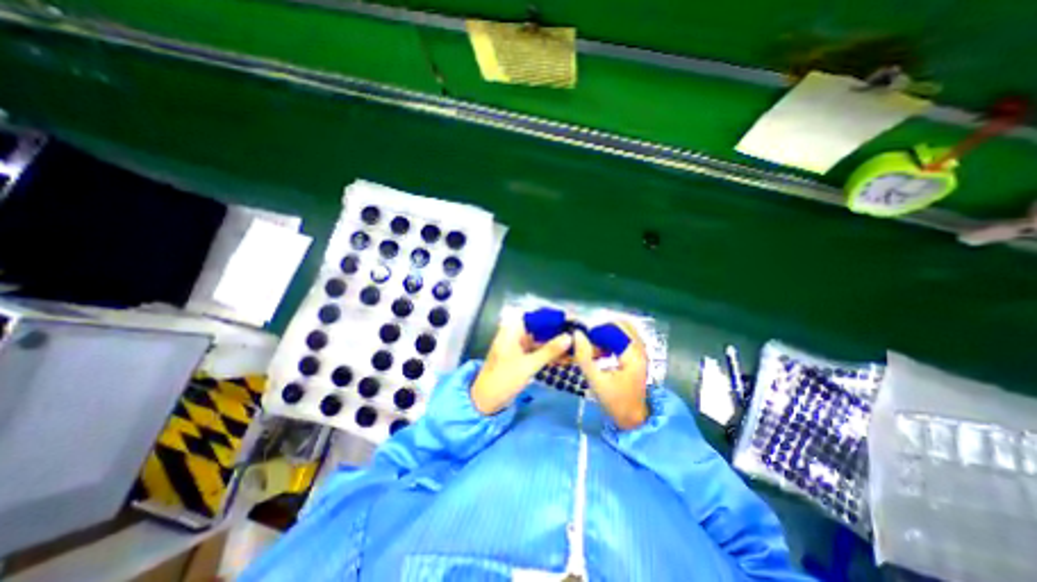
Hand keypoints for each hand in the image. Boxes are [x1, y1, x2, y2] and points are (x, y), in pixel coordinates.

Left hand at [473, 316, 575, 415]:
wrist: (486, 401)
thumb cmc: (503, 379)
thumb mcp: (528, 365)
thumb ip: (549, 350)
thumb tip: (569, 336)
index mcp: (512, 330)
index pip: (536, 317)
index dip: (553, 318)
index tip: (572, 320)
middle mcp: (515, 334)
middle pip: (540, 328)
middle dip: (557, 332)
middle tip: (578, 335)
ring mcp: (518, 346)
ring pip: (540, 340)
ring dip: (556, 344)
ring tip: (576, 346)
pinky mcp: (521, 357)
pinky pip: (538, 351)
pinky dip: (550, 354)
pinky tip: (566, 357)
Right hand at [576, 319, 644, 428]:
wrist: (633, 418)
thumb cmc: (615, 401)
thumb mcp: (596, 381)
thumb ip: (584, 356)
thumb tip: (576, 333)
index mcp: (632, 353)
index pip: (612, 328)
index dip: (594, 327)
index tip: (578, 331)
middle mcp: (639, 347)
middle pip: (619, 324)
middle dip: (599, 326)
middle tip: (583, 334)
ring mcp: (641, 349)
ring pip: (622, 328)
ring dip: (605, 330)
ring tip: (589, 339)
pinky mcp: (638, 353)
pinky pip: (624, 336)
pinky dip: (611, 336)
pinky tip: (599, 346)